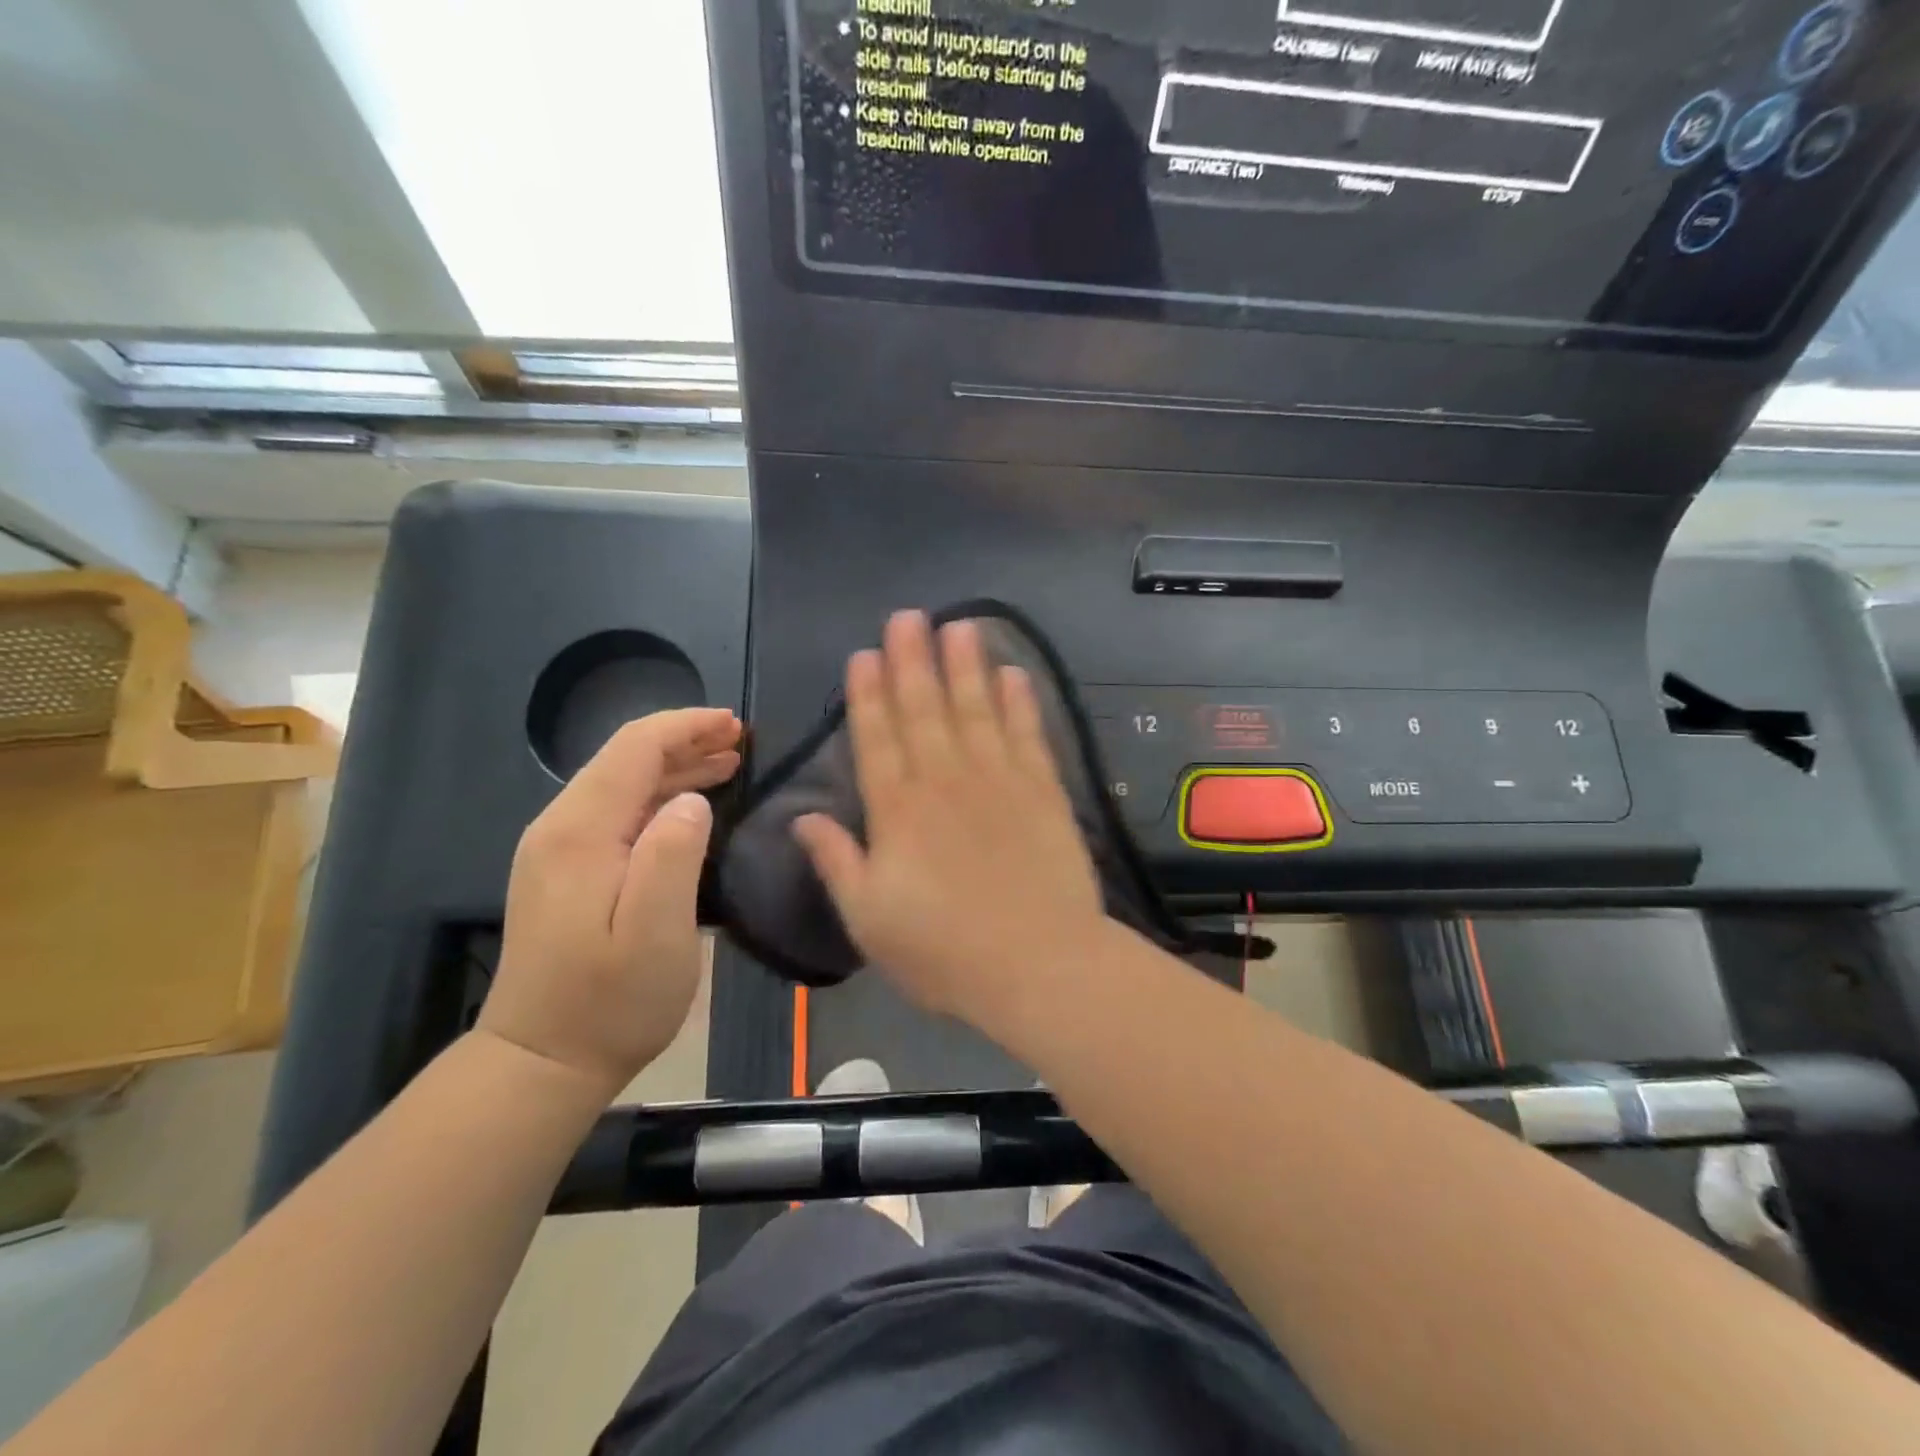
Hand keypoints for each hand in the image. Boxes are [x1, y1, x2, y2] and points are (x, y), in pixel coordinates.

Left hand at [481, 708, 741, 1100]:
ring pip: (621, 784)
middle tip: (741, 740)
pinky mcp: (565, 872)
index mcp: (581, 832)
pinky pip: (616, 812)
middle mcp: (560, 828)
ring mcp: (558, 850)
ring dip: (675, 767)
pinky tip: (689, 804)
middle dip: (684, 740)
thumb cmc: (610, 1002)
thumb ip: (674, 855)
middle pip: (625, 759)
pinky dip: (658, 796)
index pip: (634, 749)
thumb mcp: (656, 932)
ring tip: (727, 762)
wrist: (541, 1062)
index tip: (735, 725)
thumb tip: (692, 801)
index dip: (686, 727)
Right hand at [793, 612, 1106, 1022]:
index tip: (864, 655)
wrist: (1039, 966)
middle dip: (913, 660)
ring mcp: (999, 781)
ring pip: (976, 709)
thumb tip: (802, 817)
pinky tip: (1014, 673)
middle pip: (925, 710)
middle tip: (907, 616)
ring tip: (959, 625)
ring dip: (966, 666)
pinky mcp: (1043, 791)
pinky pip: (1028, 735)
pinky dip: (1020, 702)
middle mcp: (945, 781)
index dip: (868, 694)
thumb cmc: (944, 952)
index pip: (877, 738)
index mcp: (898, 811)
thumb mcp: (869, 918)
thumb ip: (836, 861)